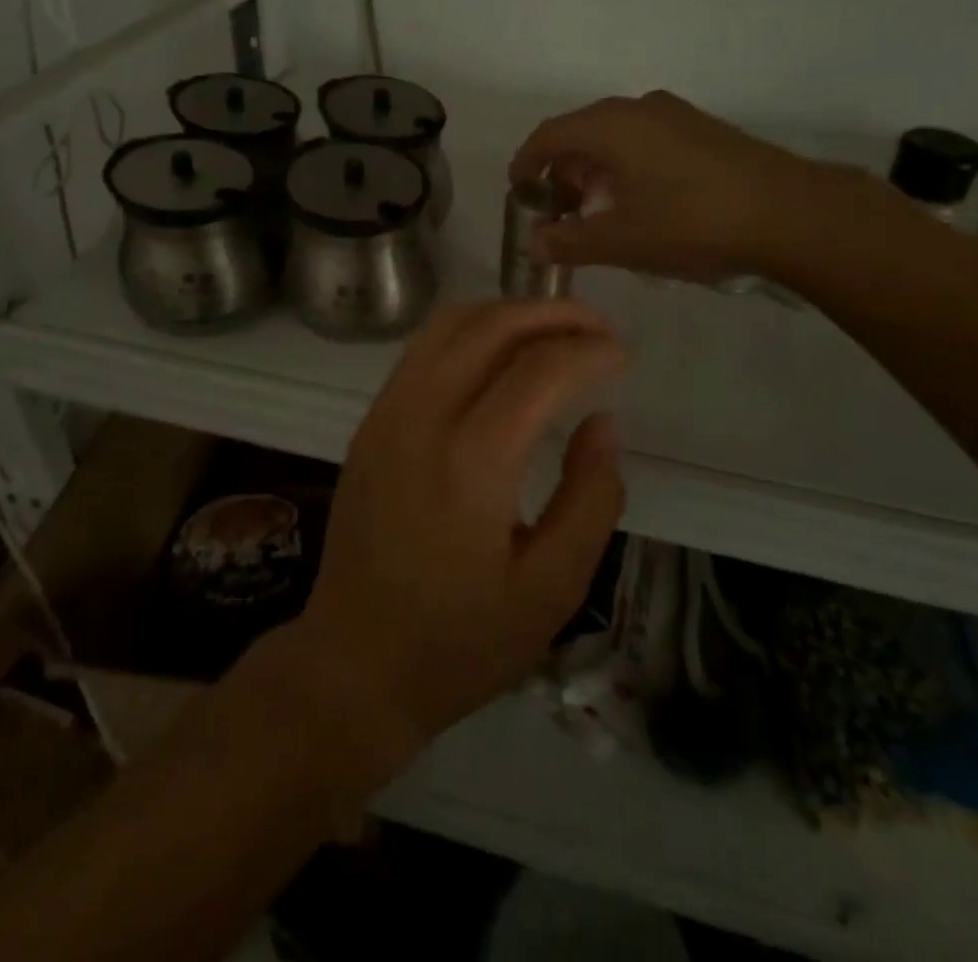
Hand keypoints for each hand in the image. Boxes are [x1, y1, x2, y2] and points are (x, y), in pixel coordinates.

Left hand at [292, 300, 626, 773]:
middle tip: (597, 328)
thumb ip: (590, 497)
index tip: (622, 355)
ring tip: (555, 332)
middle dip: (551, 313)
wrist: (355, 663)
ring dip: (507, 314)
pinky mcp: (370, 422)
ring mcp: (386, 414)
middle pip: (489, 327)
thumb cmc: (461, 641)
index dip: (588, 350)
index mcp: (470, 462)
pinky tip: (501, 359)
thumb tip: (602, 422)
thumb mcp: (552, 588)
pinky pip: (424, 350)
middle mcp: (420, 418)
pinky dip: (471, 334)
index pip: (537, 369)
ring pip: (449, 325)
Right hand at [509, 91, 848, 283]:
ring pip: (616, 135)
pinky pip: (646, 139)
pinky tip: (641, 202)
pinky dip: (626, 165)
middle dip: (562, 170)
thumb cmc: (692, 223)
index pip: (549, 135)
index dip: (526, 163)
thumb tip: (534, 245)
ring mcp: (676, 115)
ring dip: (595, 169)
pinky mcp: (704, 129)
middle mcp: (639, 108)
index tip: (519, 193)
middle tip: (559, 211)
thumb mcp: (622, 241)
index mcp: (611, 126)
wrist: (791, 213)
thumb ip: (570, 242)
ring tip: (597, 211)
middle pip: (582, 131)